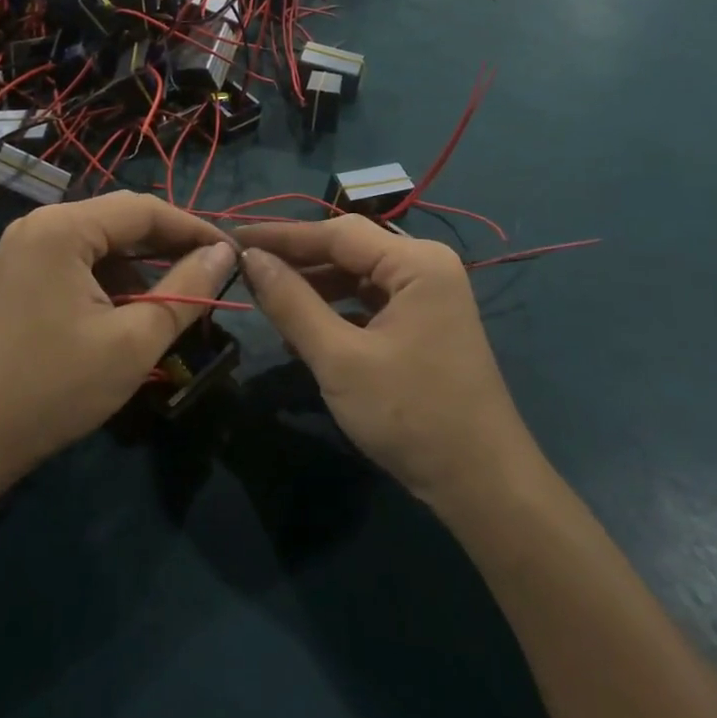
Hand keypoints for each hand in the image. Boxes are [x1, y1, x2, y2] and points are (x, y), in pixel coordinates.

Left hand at [0, 193, 235, 478]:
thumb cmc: (53, 388)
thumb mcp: (133, 341)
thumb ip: (185, 291)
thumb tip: (224, 253)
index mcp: (63, 227)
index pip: (145, 209)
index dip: (193, 228)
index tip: (231, 253)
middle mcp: (40, 224)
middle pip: (120, 221)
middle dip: (168, 247)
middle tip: (211, 274)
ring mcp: (23, 249)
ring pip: (100, 244)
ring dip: (140, 268)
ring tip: (173, 302)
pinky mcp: (17, 276)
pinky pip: (77, 263)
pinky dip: (110, 282)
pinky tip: (127, 314)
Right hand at [237, 218, 533, 504]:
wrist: (482, 485)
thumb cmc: (410, 415)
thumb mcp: (340, 359)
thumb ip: (292, 303)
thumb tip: (251, 260)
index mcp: (416, 262)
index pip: (337, 233)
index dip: (281, 235)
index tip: (234, 238)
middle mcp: (426, 266)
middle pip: (349, 250)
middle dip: (296, 259)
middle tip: (243, 265)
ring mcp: (427, 296)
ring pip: (357, 276)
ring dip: (313, 286)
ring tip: (264, 294)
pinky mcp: (423, 324)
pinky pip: (370, 303)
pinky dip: (335, 310)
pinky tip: (300, 327)